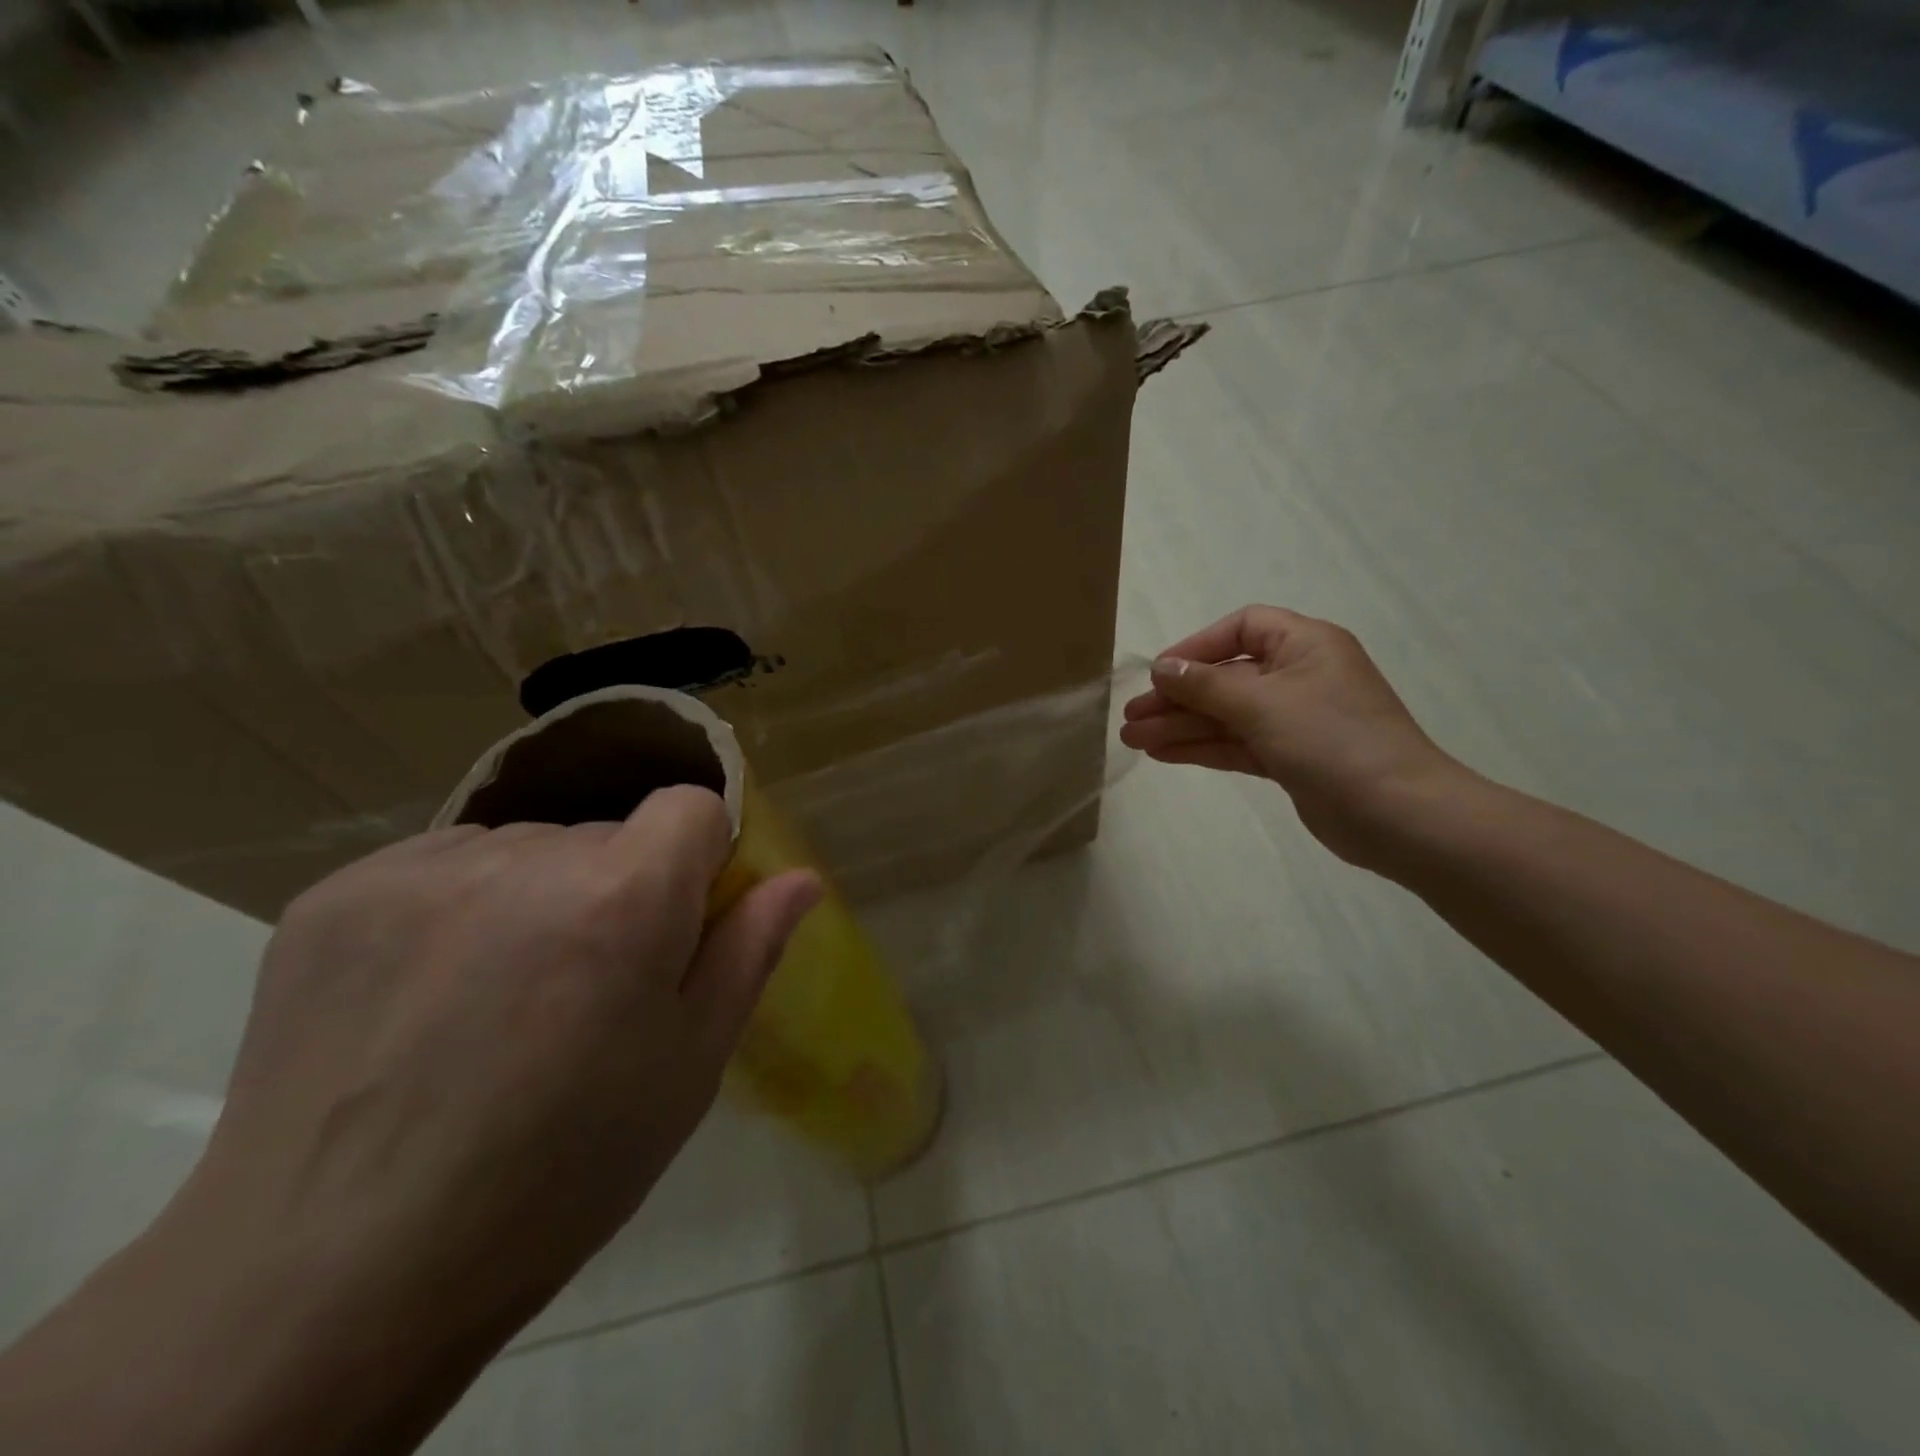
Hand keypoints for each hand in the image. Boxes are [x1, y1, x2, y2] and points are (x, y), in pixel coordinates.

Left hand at [9, 789, 820, 1455]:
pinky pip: (441, 867)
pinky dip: (457, 908)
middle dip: (616, 887)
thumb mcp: (689, 1064)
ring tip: (500, 998)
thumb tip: (802, 879)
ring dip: (536, 896)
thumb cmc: (562, 1169)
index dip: (698, 859)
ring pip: (525, 847)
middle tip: (585, 988)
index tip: (678, 924)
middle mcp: (526, 856)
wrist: (336, 1274)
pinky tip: (430, 996)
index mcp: (624, 897)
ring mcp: (422, 869)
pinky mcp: (339, 893)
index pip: (691, 806)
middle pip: (606, 833)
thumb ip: (750, 949)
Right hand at [1120, 605, 1466, 865]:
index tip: (1159, 674)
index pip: (1242, 628)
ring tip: (1134, 740)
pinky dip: (1202, 747)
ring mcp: (1295, 720)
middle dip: (1177, 697)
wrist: (1397, 815)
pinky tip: (1163, 754)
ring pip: (1226, 715)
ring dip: (1182, 725)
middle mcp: (1299, 676)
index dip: (1197, 647)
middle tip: (1131, 717)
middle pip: (1226, 677)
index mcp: (1305, 644)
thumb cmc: (1332, 740)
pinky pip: (1237, 743)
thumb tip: (1161, 669)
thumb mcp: (1263, 703)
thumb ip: (1206, 685)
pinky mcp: (1290, 758)